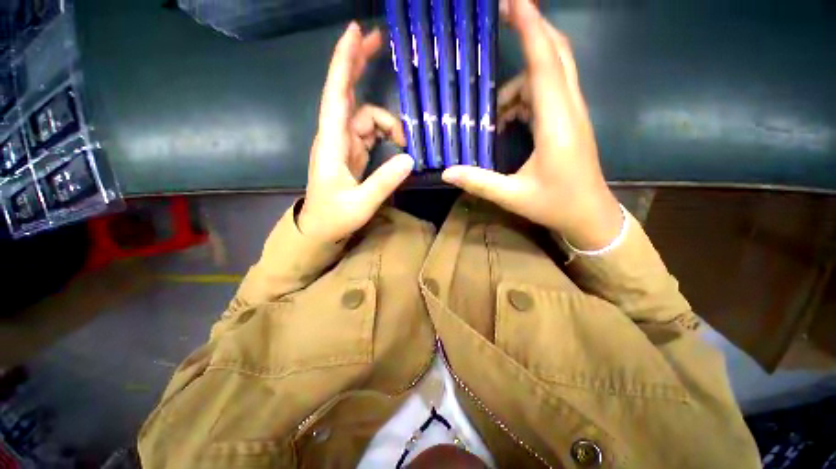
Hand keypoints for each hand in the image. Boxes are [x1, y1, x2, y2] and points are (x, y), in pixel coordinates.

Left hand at [298, 23, 414, 242]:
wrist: (320, 228)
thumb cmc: (334, 217)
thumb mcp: (361, 203)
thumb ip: (384, 181)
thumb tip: (409, 158)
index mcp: (332, 144)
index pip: (337, 96)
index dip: (344, 63)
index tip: (355, 33)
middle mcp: (336, 137)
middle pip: (347, 93)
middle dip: (359, 64)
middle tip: (380, 41)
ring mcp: (345, 144)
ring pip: (366, 117)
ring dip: (388, 122)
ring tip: (406, 140)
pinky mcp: (352, 153)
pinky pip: (370, 133)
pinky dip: (386, 134)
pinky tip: (398, 144)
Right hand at [442, 0, 621, 249]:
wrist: (591, 215)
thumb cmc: (556, 205)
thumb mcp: (512, 196)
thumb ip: (479, 182)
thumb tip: (447, 172)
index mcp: (557, 123)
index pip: (545, 63)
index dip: (530, 27)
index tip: (513, 0)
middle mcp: (569, 109)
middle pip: (556, 54)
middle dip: (531, 29)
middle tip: (501, 18)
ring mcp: (572, 114)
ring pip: (550, 75)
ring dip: (519, 80)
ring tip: (492, 110)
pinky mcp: (569, 122)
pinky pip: (547, 94)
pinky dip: (524, 97)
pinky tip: (506, 120)